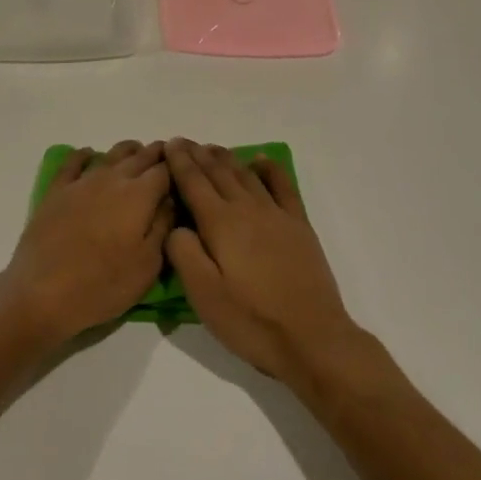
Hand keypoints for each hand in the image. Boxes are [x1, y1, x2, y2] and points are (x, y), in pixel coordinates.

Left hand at [0, 141, 173, 347]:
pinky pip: (73, 162)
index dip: (179, 167)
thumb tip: (171, 200)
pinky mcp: (57, 191)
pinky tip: (90, 155)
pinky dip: (86, 154)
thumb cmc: (103, 285)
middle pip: (141, 157)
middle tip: (168, 157)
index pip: (166, 171)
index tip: (187, 170)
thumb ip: (163, 226)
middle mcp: (113, 179)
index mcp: (140, 195)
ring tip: (138, 154)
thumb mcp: (148, 265)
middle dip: (158, 154)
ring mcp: (82, 182)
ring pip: (111, 154)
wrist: (43, 292)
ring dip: (129, 151)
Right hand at [164, 139, 361, 385]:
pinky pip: (282, 186)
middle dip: (198, 155)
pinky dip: (269, 169)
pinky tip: (260, 160)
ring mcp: (276, 215)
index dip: (179, 162)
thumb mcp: (203, 295)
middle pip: (218, 173)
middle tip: (183, 142)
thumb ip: (183, 253)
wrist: (312, 338)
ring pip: (246, 175)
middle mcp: (247, 209)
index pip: (194, 183)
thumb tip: (175, 225)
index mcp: (220, 224)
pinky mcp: (298, 225)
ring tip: (211, 148)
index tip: (168, 144)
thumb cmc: (251, 320)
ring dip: (226, 158)